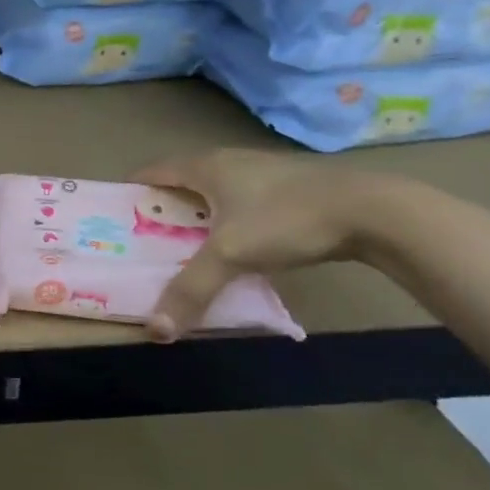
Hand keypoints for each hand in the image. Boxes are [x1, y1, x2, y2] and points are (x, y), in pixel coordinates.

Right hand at [130, 149, 389, 340]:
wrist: (373, 210)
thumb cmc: (286, 219)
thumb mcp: (232, 255)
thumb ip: (192, 289)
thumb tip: (155, 329)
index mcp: (204, 165)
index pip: (151, 171)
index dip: (130, 192)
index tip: (116, 219)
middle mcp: (227, 160)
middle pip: (180, 181)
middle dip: (161, 208)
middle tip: (147, 241)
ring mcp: (260, 171)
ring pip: (213, 192)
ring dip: (196, 215)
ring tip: (187, 247)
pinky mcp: (288, 187)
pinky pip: (240, 201)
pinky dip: (227, 220)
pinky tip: (236, 246)